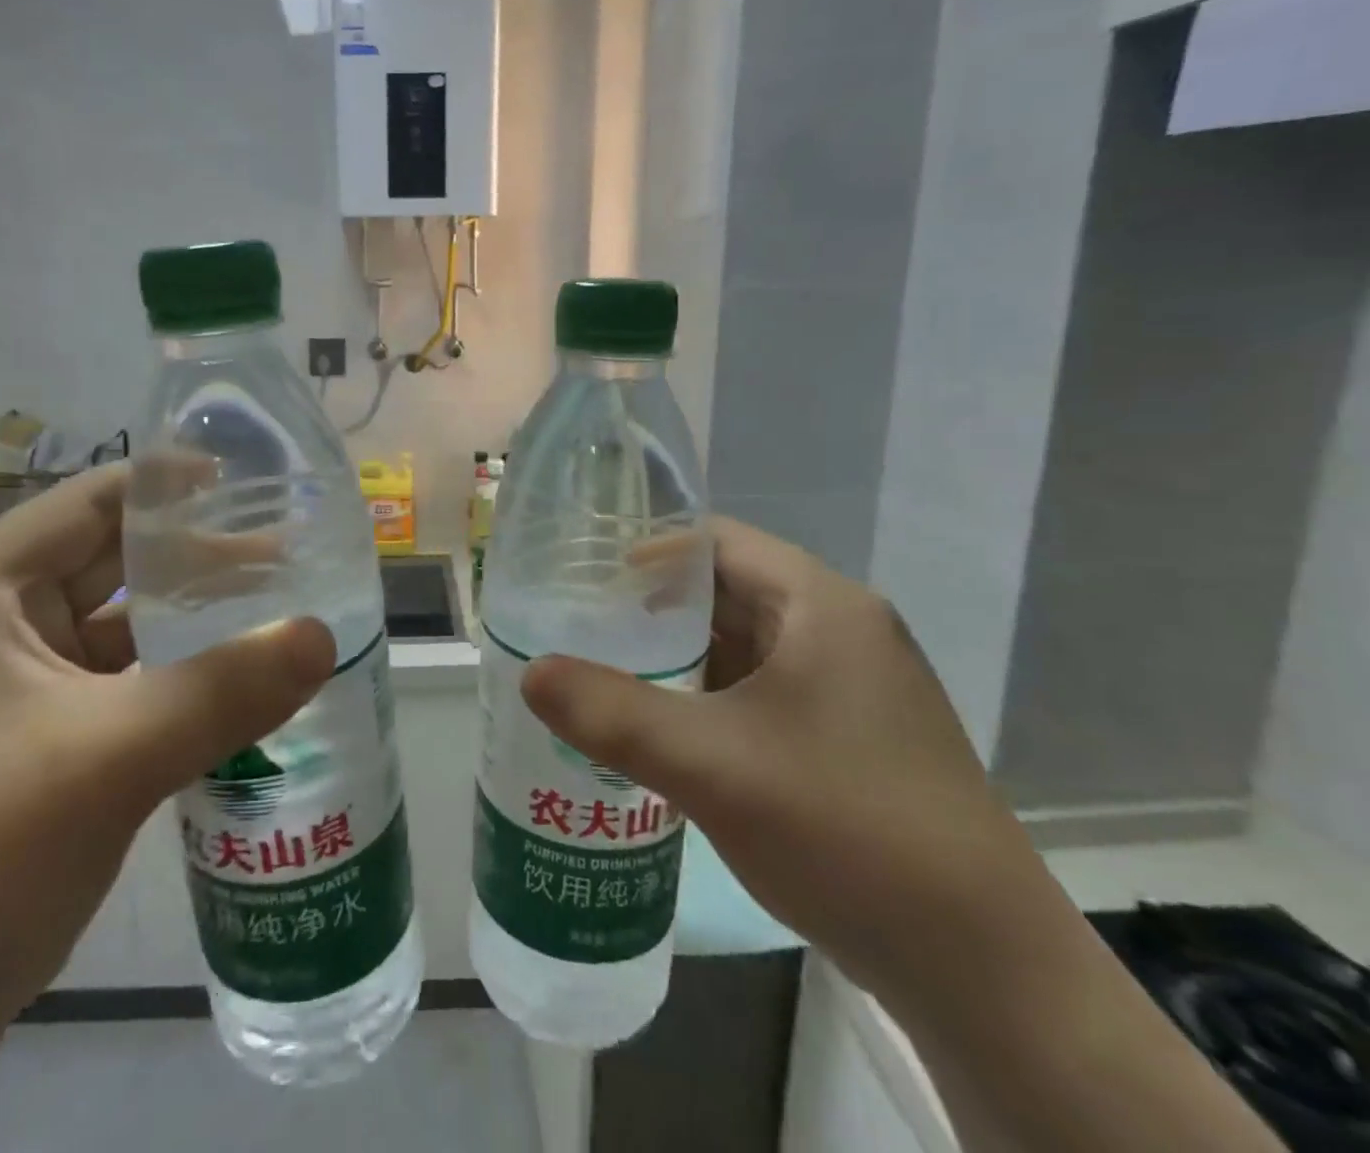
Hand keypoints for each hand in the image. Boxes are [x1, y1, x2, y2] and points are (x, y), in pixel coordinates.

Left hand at [0, 462, 335, 1026]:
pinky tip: (236, 682)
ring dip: (191, 617)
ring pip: (121, 626)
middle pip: (111, 561)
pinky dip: (177, 674)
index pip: (91, 503)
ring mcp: (15, 688)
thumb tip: (323, 635)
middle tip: (286, 551)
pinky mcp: (39, 742)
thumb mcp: (111, 755)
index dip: (171, 485)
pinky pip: (123, 682)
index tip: (252, 483)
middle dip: (196, 554)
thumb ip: (225, 688)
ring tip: (275, 608)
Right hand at [522, 518, 1048, 1020]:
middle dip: (653, 609)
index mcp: (822, 606)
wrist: (986, 974)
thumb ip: (612, 713)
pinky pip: (762, 692)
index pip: (716, 542)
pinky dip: (709, 698)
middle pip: (728, 591)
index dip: (646, 552)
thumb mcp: (711, 765)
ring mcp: (853, 688)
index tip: (584, 580)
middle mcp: (843, 631)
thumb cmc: (847, 831)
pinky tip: (665, 730)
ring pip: (744, 646)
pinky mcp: (852, 738)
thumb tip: (530, 672)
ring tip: (607, 674)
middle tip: (581, 628)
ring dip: (679, 657)